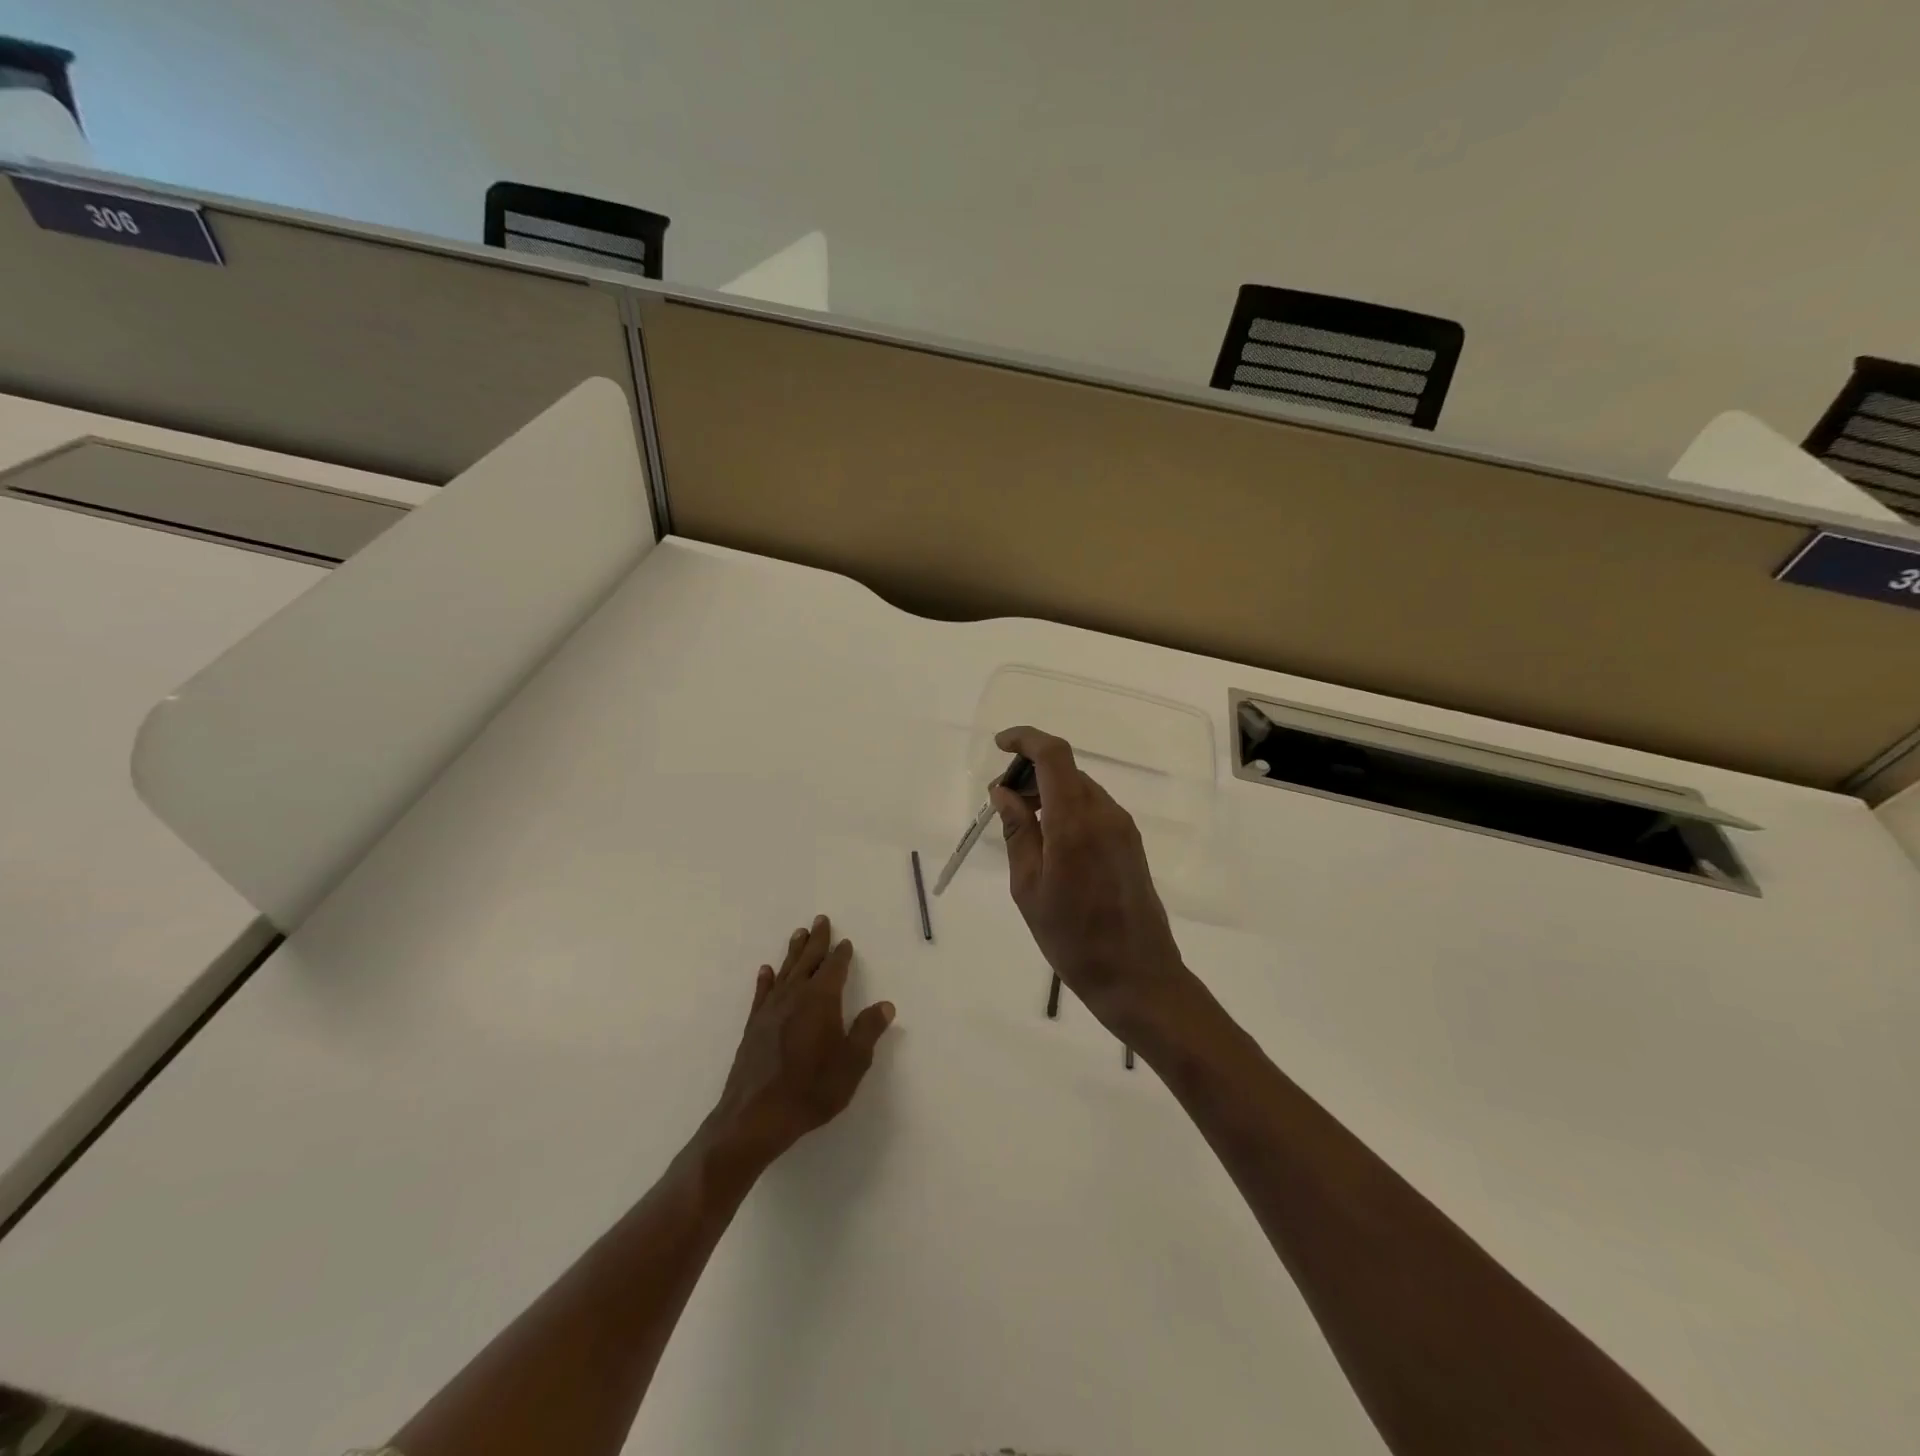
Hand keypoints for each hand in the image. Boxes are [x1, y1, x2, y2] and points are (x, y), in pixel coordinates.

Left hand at [707, 915, 894, 1168]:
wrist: (756, 1116)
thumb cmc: (811, 1089)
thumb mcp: (852, 1063)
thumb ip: (867, 1031)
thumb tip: (885, 1005)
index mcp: (821, 1000)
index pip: (834, 968)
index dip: (841, 955)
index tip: (845, 942)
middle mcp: (795, 996)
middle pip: (808, 960)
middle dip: (816, 941)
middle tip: (820, 920)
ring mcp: (771, 1010)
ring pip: (785, 971)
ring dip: (793, 952)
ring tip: (798, 933)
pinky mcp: (753, 1026)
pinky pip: (763, 993)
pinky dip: (766, 979)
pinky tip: (766, 971)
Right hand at [990, 726, 1190, 1036]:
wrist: (1137, 976)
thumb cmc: (1072, 938)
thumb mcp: (1029, 886)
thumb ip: (1017, 831)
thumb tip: (1003, 791)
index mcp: (1075, 821)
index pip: (1053, 755)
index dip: (1025, 739)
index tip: (1000, 746)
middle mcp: (1104, 813)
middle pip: (1066, 770)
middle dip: (1030, 772)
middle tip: (1002, 802)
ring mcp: (1123, 827)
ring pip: (1080, 789)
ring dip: (1049, 792)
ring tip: (1023, 826)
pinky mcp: (1131, 843)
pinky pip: (1094, 809)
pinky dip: (1067, 809)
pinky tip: (1051, 842)